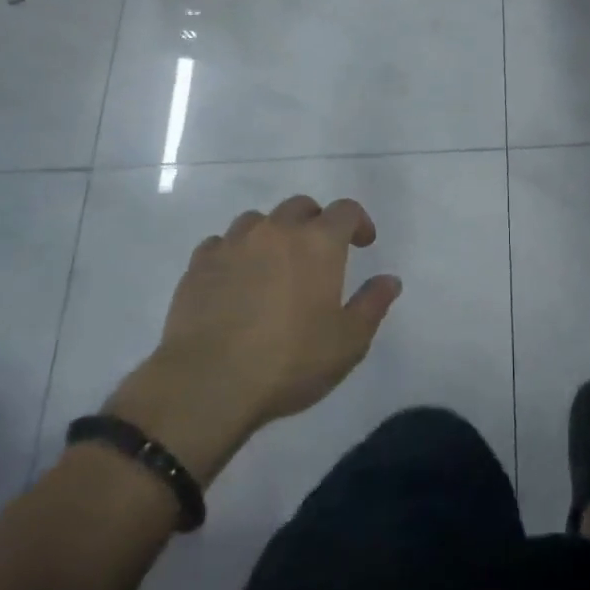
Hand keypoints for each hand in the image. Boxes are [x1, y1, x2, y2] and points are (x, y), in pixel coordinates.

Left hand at [105, 196, 400, 482]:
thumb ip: (372, 305)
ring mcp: (234, 244)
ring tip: (274, 265)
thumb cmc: (289, 361)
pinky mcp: (199, 264)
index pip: (345, 210)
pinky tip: (235, 279)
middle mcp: (277, 231)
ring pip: (258, 221)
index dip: (358, 222)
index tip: (363, 243)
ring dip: (272, 235)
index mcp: (318, 243)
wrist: (208, 383)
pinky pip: (221, 244)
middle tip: (319, 253)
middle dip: (315, 222)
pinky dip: (234, 253)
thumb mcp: (348, 342)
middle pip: (301, 206)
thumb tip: (390, 280)